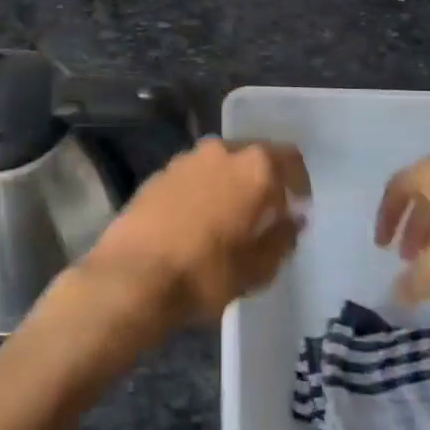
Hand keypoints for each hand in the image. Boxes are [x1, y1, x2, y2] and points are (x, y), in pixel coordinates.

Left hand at [76, 137, 309, 331]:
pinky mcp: (159, 173)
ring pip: (221, 164)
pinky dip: (202, 190)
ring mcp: (186, 159)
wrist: (131, 278)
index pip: (290, 158)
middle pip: (253, 156)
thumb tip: (294, 219)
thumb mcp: (257, 269)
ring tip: (228, 218)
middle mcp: (221, 151)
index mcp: (254, 168)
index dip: (298, 182)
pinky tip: (196, 220)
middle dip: (263, 180)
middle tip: (264, 213)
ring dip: (230, 184)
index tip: (297, 206)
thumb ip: (283, 238)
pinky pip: (193, 176)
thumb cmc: (205, 274)